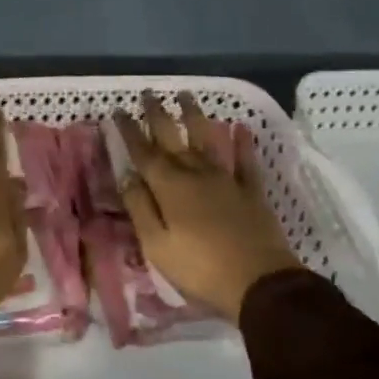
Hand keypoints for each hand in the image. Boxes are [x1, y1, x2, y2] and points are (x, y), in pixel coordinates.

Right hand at [111, 92, 300, 323]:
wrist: (260, 284)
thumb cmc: (200, 268)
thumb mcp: (156, 245)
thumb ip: (140, 208)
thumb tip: (128, 176)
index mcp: (168, 187)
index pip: (143, 152)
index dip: (129, 130)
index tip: (118, 110)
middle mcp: (195, 173)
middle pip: (172, 137)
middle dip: (157, 114)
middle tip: (148, 93)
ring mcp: (226, 179)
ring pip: (207, 139)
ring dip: (195, 116)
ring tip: (186, 95)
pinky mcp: (251, 191)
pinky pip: (246, 161)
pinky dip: (243, 143)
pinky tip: (240, 127)